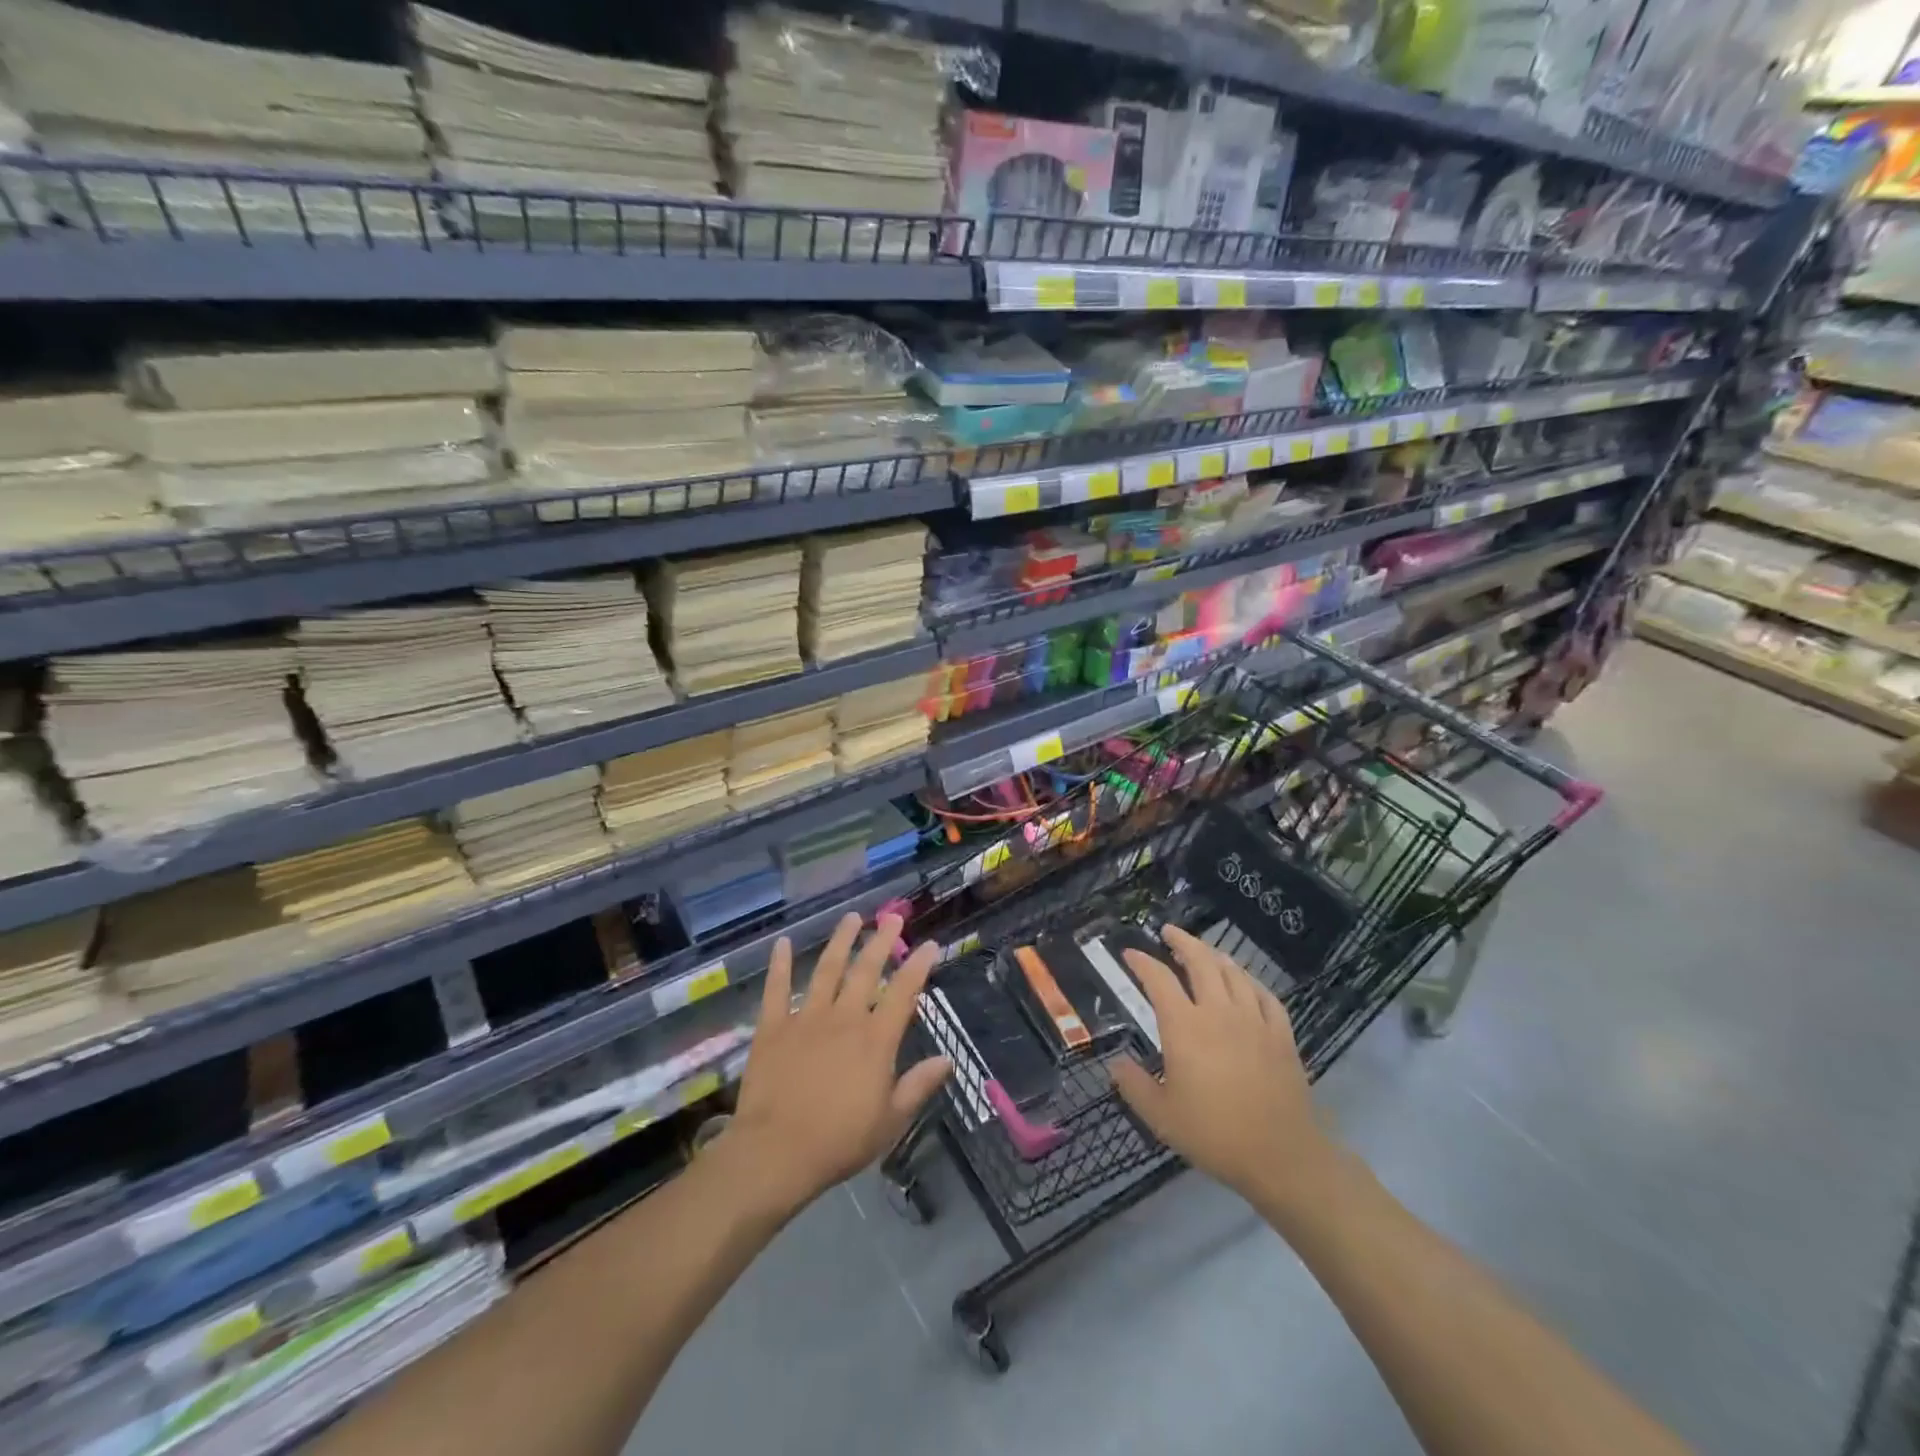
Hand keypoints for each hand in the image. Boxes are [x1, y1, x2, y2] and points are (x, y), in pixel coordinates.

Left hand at [721, 913, 949, 1220]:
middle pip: (866, 970)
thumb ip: (918, 1085)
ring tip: (851, 918)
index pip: (903, 992)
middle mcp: (844, 1018)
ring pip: (827, 969)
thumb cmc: (839, 1141)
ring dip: (840, 941)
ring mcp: (806, 1018)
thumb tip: (947, 1059)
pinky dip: (780, 964)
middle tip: (893, 916)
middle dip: (881, 940)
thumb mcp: (890, 1121)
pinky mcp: (773, 1027)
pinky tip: (782, 943)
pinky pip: (776, 989)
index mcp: (875, 1039)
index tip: (929, 944)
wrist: (776, 1152)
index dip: (918, 966)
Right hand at [1109, 925, 1335, 1217]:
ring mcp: (1254, 1019)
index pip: (1159, 979)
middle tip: (1169, 933)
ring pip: (1234, 972)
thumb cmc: (1214, 1134)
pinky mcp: (1281, 1034)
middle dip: (1182, 942)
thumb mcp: (1161, 1116)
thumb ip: (1133, 1085)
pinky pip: (1265, 994)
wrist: (1281, 1156)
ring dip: (1215, 956)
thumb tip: (1114, 1064)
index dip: (1142, 962)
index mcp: (1185, 1026)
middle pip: (1201, 961)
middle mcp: (1218, 1011)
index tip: (1130, 953)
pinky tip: (1245, 982)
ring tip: (1204, 952)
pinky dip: (1250, 981)